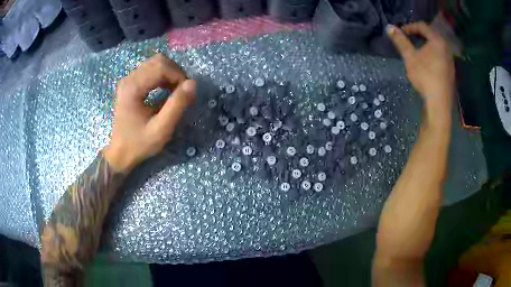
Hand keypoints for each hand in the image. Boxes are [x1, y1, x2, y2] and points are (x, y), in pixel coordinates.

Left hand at [103, 54, 195, 171]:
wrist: (120, 153)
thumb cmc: (139, 144)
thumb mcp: (160, 129)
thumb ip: (177, 106)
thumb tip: (193, 83)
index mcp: (133, 88)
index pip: (161, 66)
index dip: (178, 75)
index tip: (186, 93)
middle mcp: (129, 79)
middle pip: (158, 61)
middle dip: (175, 72)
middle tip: (182, 91)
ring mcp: (128, 80)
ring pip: (155, 63)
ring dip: (170, 74)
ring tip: (175, 92)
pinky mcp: (130, 84)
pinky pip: (150, 70)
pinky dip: (162, 77)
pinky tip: (166, 90)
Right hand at [387, 22, 454, 124]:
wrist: (439, 103)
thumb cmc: (425, 77)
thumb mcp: (410, 57)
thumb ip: (400, 41)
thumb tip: (389, 27)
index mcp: (437, 40)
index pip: (422, 26)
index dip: (410, 27)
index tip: (401, 33)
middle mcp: (446, 47)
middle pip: (431, 35)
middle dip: (418, 35)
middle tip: (408, 40)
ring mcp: (450, 60)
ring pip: (436, 46)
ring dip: (425, 45)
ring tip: (417, 51)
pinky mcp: (450, 70)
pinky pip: (440, 55)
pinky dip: (432, 54)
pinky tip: (427, 63)